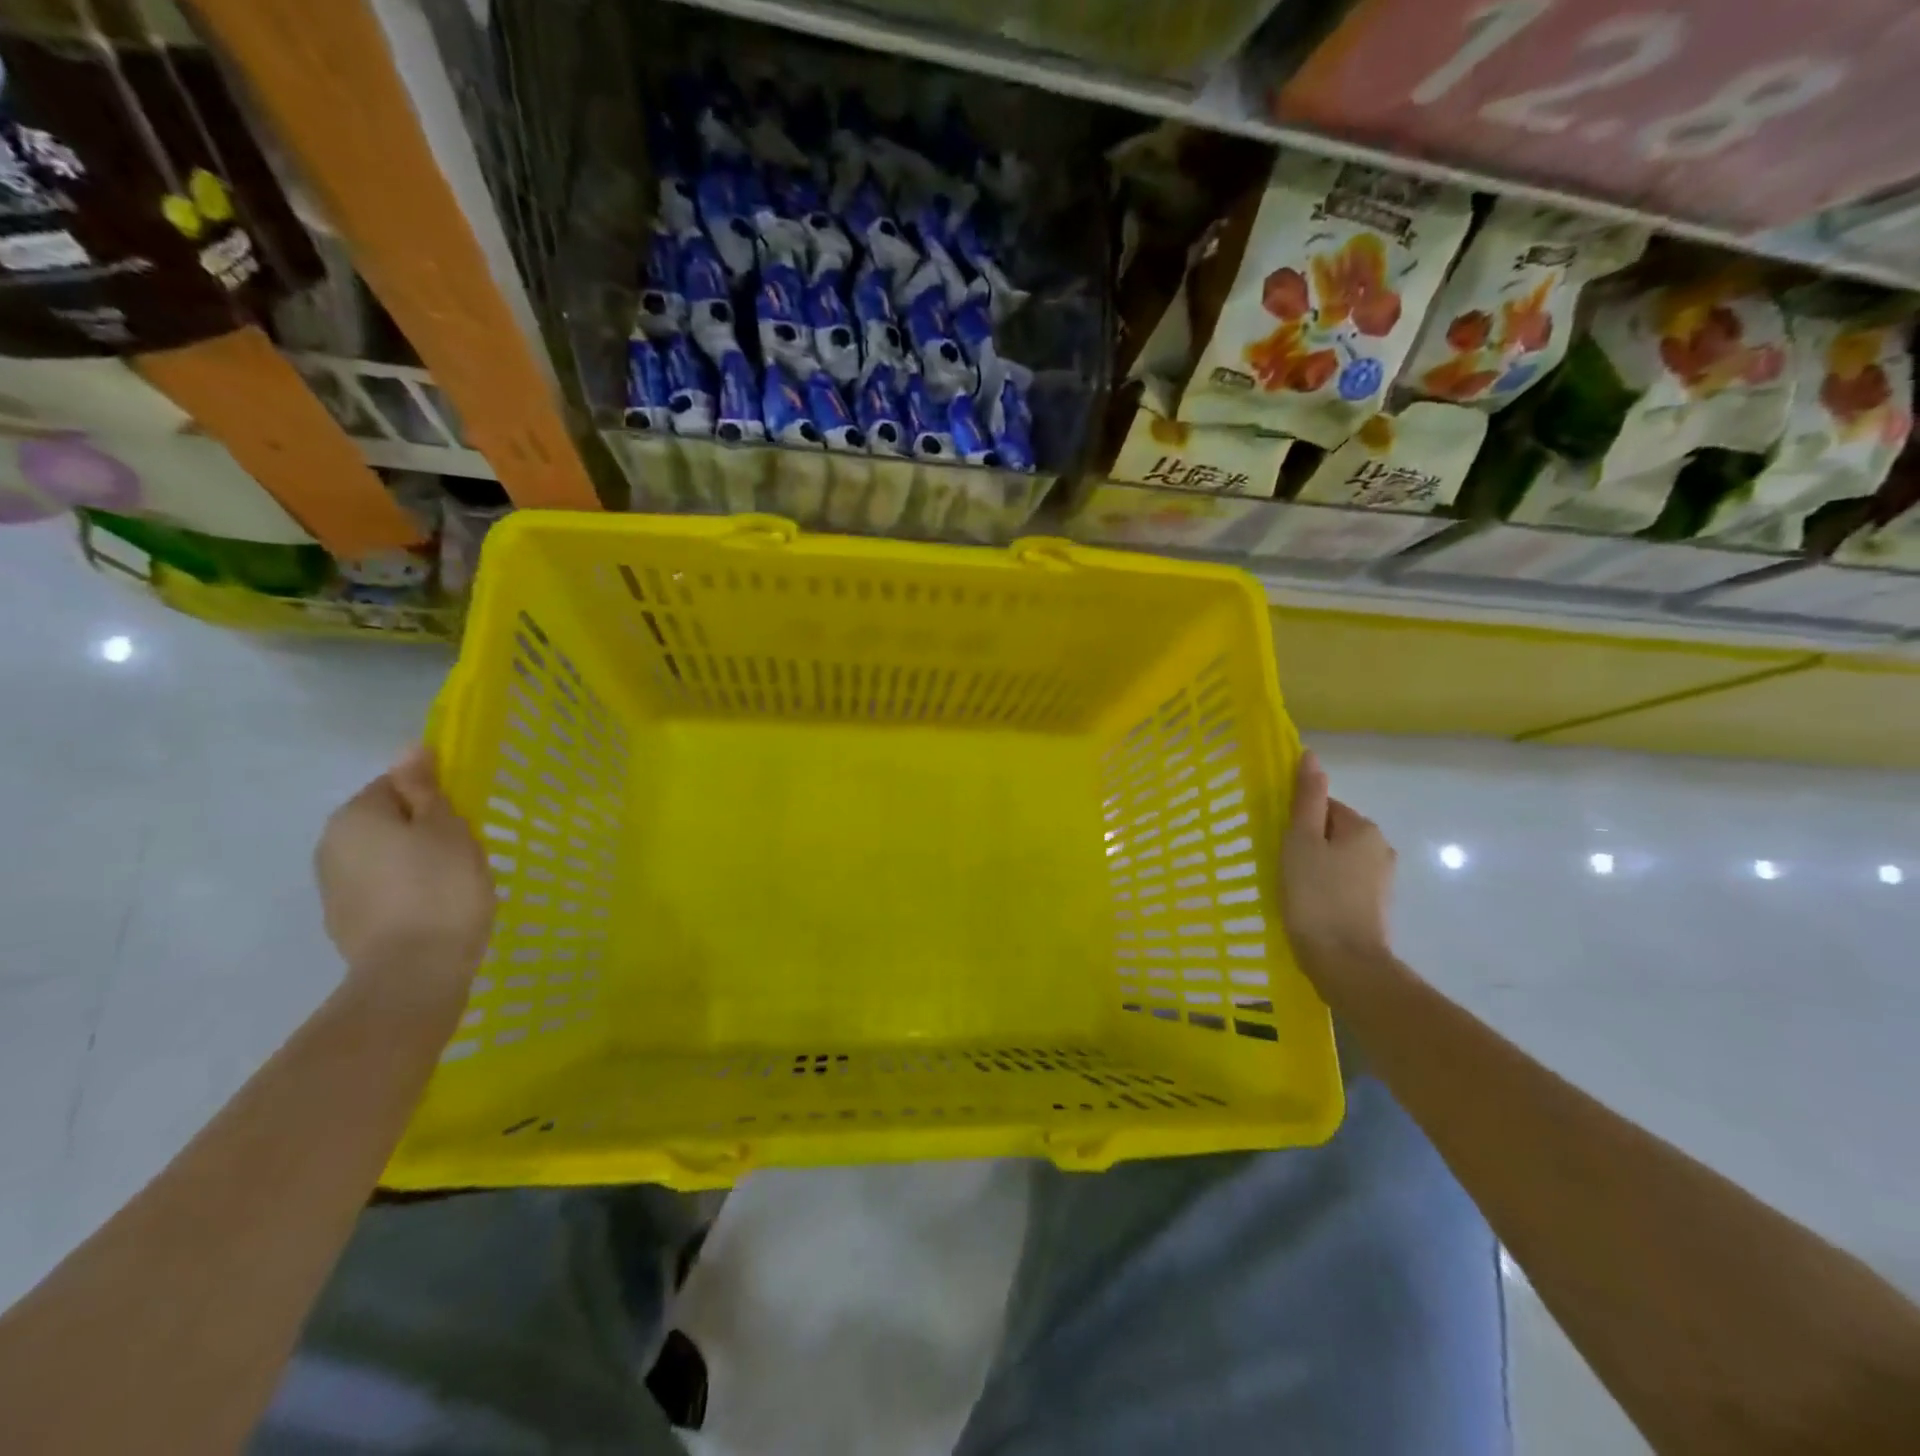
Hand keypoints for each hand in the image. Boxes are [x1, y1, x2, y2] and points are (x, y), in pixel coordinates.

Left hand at [315, 746, 494, 1010]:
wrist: (414, 972)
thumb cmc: (441, 888)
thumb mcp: (446, 828)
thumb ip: (425, 788)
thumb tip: (409, 749)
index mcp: (355, 816)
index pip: (395, 784)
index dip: (434, 797)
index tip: (463, 819)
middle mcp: (331, 845)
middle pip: (386, 821)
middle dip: (422, 830)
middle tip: (465, 850)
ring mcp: (333, 887)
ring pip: (384, 857)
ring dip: (414, 861)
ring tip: (453, 882)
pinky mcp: (345, 921)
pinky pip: (382, 889)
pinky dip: (406, 891)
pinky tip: (434, 908)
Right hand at [1281, 750, 1396, 995]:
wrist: (1345, 962)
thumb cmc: (1315, 896)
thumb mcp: (1301, 841)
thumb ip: (1307, 798)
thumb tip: (1311, 755)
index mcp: (1363, 827)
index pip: (1324, 806)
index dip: (1296, 821)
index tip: (1278, 842)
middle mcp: (1380, 847)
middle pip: (1332, 831)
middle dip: (1307, 843)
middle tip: (1281, 865)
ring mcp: (1382, 879)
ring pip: (1338, 858)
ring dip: (1316, 866)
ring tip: (1292, 888)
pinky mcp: (1376, 906)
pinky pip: (1344, 882)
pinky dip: (1326, 887)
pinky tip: (1310, 905)